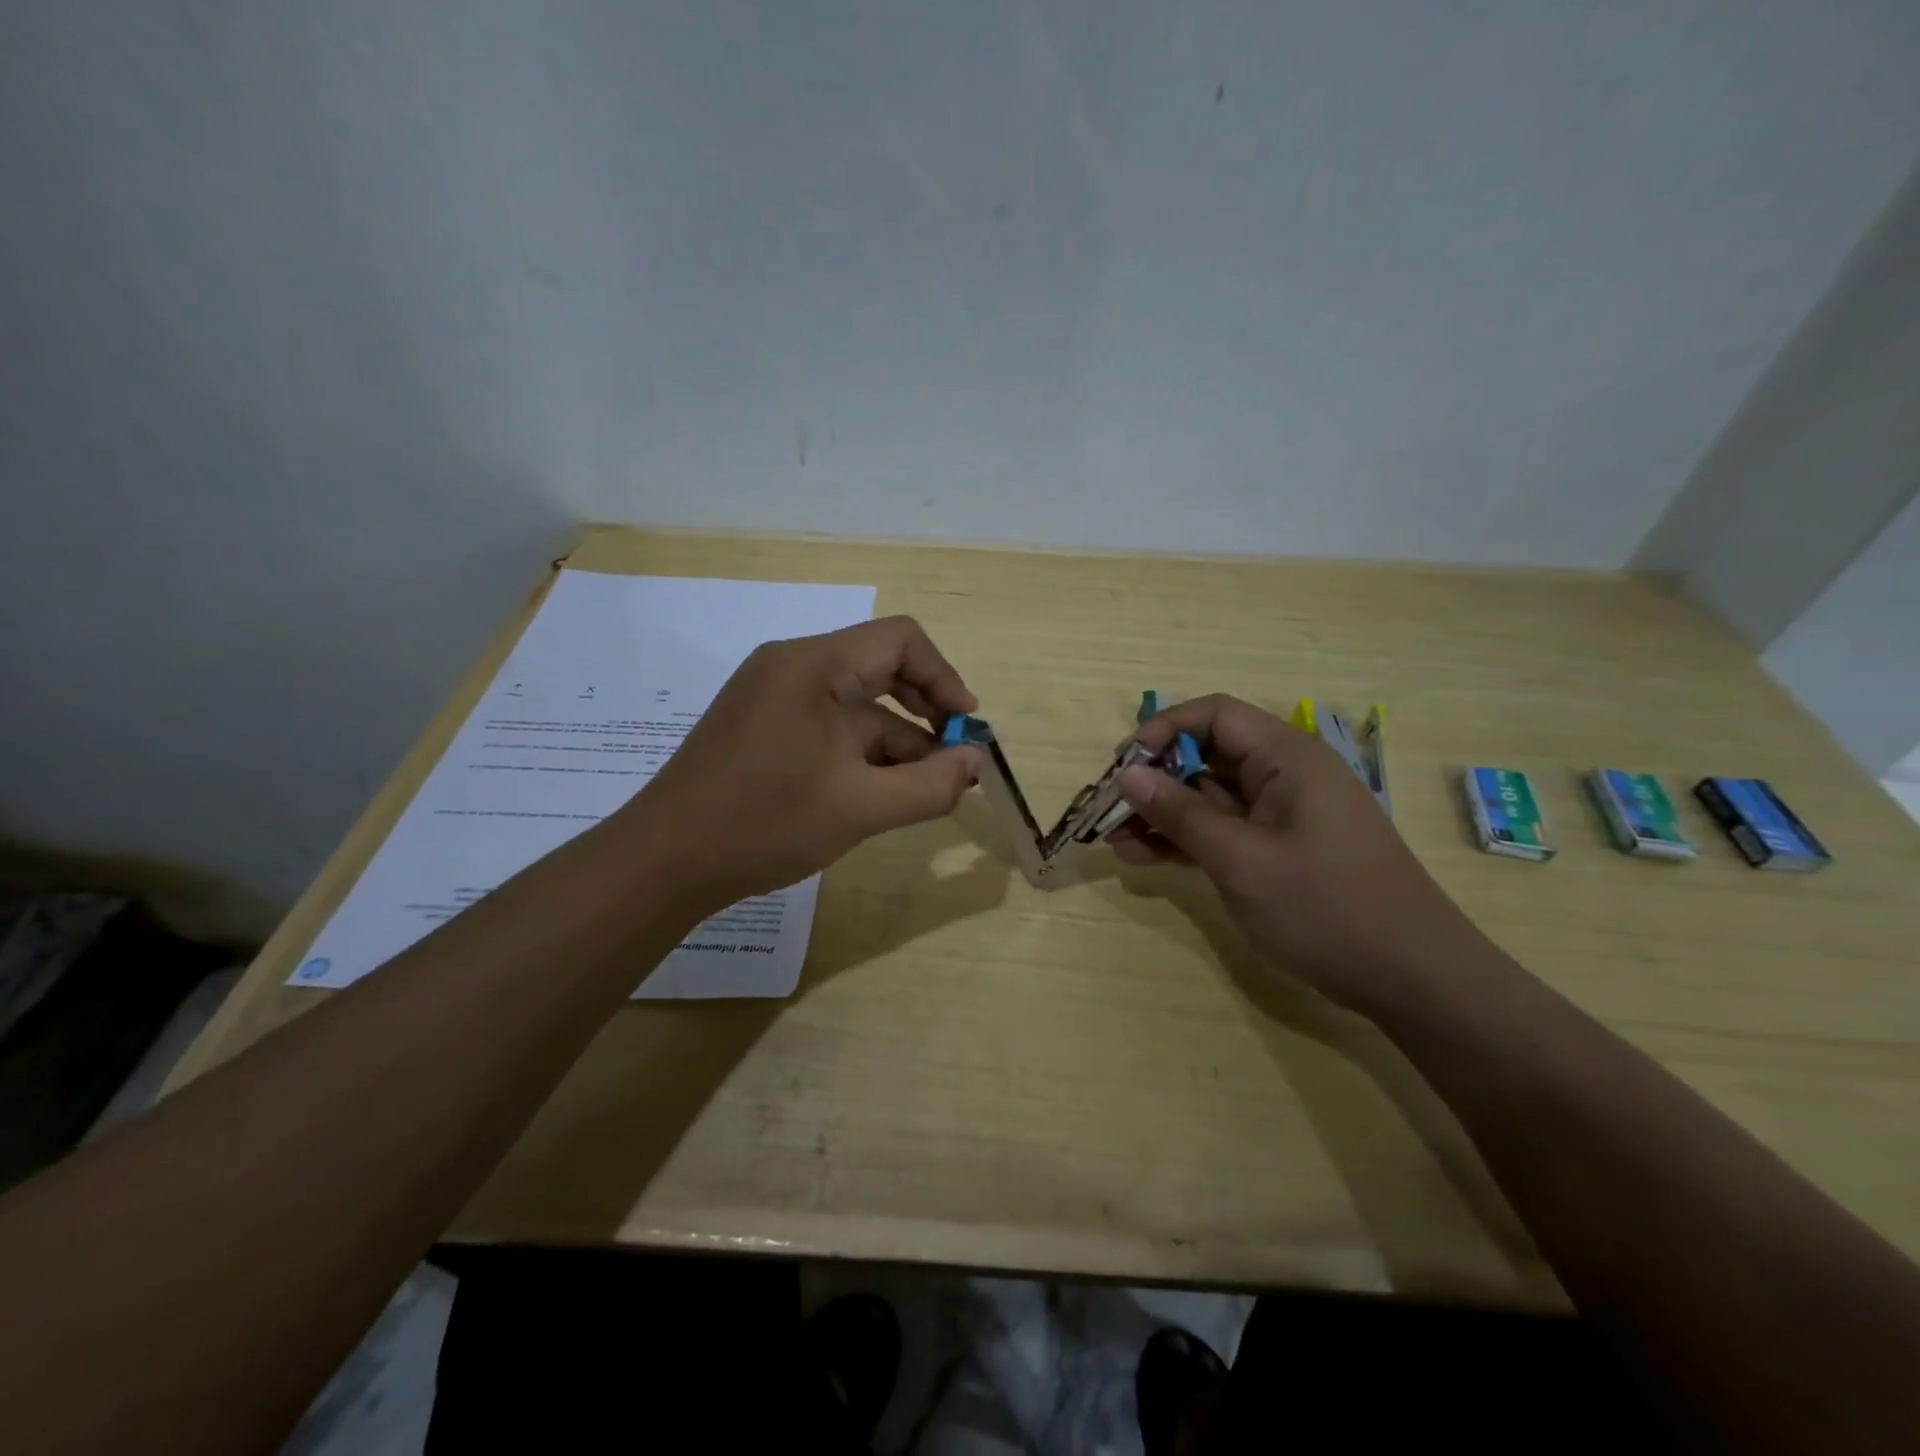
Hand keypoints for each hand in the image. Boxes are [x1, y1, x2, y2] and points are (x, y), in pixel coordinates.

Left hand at [625, 616, 982, 912]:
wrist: (665, 861)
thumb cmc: (766, 824)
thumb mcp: (862, 808)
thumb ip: (930, 785)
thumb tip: (974, 762)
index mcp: (814, 666)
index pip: (900, 640)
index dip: (944, 677)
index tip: (965, 728)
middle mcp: (792, 667)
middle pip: (879, 669)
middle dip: (924, 715)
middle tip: (953, 761)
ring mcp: (772, 696)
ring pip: (854, 706)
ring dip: (895, 742)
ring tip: (924, 789)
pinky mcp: (762, 726)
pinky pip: (828, 726)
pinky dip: (861, 753)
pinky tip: (879, 792)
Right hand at [1108, 695, 1486, 1011]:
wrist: (1412, 979)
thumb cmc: (1327, 907)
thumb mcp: (1241, 859)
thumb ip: (1180, 814)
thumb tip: (1128, 774)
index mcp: (1286, 757)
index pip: (1214, 716)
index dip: (1162, 730)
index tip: (1123, 766)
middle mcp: (1283, 776)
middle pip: (1206, 756)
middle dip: (1154, 780)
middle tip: (1108, 810)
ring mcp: (1281, 816)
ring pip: (1208, 798)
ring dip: (1162, 816)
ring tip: (1114, 841)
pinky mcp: (1278, 850)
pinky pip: (1222, 831)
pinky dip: (1185, 841)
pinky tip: (1143, 858)